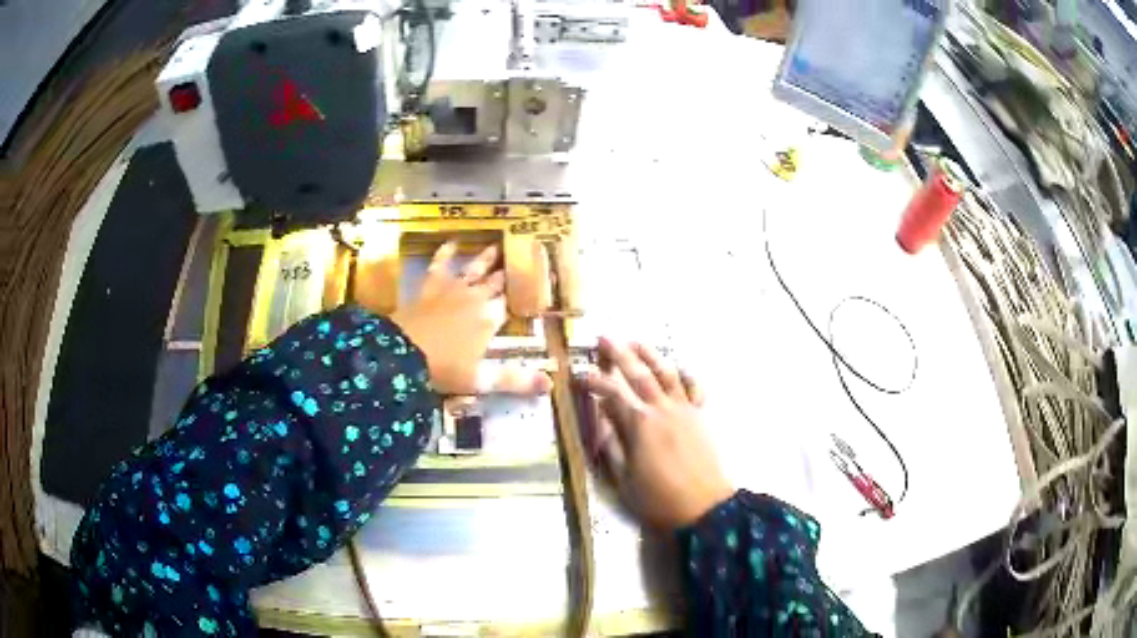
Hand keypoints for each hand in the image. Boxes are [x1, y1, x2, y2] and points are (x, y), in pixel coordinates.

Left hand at [390, 242, 551, 395]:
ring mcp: (452, 290)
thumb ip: (515, 381)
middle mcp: (476, 299)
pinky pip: (439, 266)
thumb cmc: (444, 369)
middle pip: (495, 284)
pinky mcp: (430, 287)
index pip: (510, 306)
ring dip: (485, 259)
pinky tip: (450, 242)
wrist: (402, 352)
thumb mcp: (482, 380)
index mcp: (490, 319)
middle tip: (519, 262)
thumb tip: (550, 385)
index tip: (532, 292)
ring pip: (474, 270)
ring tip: (496, 246)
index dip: (520, 299)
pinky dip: (445, 253)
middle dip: (507, 275)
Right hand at [584, 338, 733, 529]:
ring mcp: (686, 410)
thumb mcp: (624, 478)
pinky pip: (695, 388)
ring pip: (667, 373)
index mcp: (640, 424)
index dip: (593, 381)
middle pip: (639, 373)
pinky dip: (686, 374)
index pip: (611, 393)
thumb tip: (599, 418)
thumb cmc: (659, 498)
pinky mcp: (702, 416)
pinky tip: (678, 368)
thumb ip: (611, 445)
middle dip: (619, 353)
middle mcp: (662, 409)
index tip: (578, 374)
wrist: (705, 507)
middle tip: (604, 337)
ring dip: (651, 354)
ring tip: (636, 341)